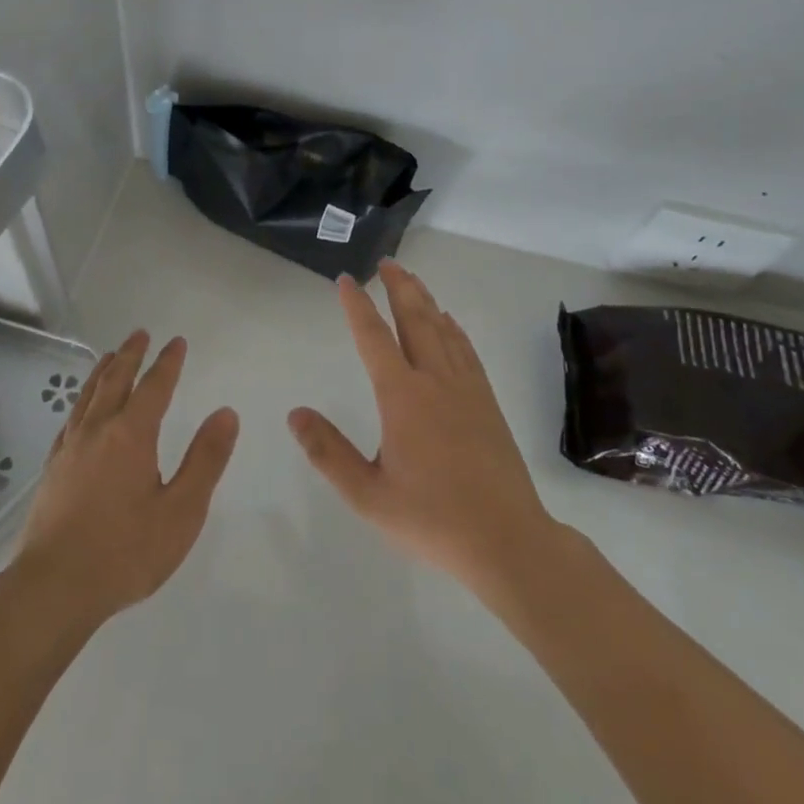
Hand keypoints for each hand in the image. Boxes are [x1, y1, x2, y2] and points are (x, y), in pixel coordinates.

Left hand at [10, 332, 239, 633]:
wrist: (54, 587)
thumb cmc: (125, 552)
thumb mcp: (181, 511)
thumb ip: (205, 460)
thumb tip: (225, 413)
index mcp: (131, 435)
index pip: (154, 386)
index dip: (167, 362)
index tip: (177, 342)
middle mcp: (98, 430)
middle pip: (115, 380)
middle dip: (131, 355)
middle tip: (141, 334)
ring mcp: (70, 448)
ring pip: (88, 395)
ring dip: (103, 371)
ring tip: (111, 355)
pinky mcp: (52, 468)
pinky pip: (71, 418)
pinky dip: (82, 400)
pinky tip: (82, 409)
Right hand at [289, 260, 556, 595]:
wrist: (508, 541)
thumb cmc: (432, 520)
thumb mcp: (368, 495)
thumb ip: (328, 452)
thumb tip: (295, 414)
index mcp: (402, 397)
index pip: (374, 338)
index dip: (357, 306)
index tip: (347, 279)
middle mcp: (434, 381)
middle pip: (415, 320)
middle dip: (398, 288)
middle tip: (386, 262)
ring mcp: (466, 389)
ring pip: (442, 330)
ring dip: (425, 301)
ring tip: (411, 280)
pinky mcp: (487, 403)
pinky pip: (467, 352)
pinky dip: (454, 330)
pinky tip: (450, 324)